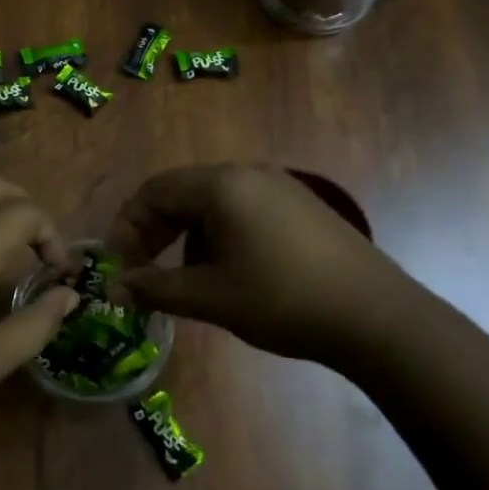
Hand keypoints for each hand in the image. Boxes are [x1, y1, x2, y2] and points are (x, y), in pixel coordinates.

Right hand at [107, 164, 417, 363]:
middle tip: (142, 272)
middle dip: (154, 232)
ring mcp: (278, 186)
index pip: (153, 192)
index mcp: (221, 185)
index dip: (126, 227)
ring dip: (186, 237)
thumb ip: (155, 289)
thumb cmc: (282, 300)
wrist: (375, 316)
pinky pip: (242, 209)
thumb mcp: (210, 297)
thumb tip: (113, 291)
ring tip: (186, 279)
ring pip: (212, 203)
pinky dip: (219, 235)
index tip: (117, 266)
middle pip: (182, 192)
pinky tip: (229, 273)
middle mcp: (248, 173)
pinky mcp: (300, 205)